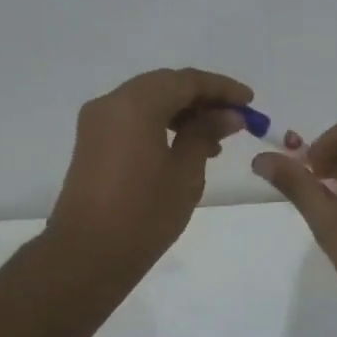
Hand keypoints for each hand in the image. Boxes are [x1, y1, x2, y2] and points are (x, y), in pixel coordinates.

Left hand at [48, 68, 253, 275]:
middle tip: (235, 118)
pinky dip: (161, 124)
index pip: (186, 81)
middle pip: (164, 85)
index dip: (221, 88)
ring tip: (215, 140)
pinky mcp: (92, 143)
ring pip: (148, 101)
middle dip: (202, 98)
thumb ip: (206, 134)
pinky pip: (132, 119)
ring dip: (182, 112)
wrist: (87, 256)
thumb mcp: (185, 173)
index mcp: (135, 104)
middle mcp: (111, 103)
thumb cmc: (143, 215)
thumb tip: (228, 115)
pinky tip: (185, 147)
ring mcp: (97, 122)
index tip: (250, 102)